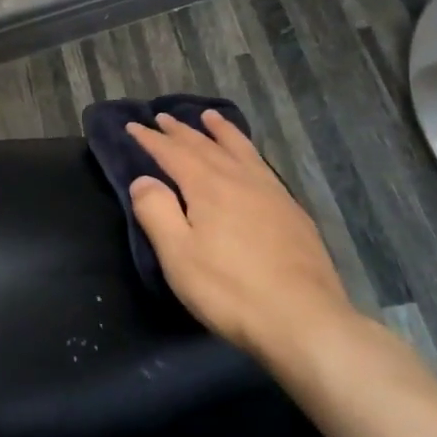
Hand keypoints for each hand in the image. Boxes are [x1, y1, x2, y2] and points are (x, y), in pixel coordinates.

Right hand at [126, 110, 357, 362]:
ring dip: (220, 131)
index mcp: (208, 186)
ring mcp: (271, 193)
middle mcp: (240, 179)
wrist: (304, 320)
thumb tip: (143, 179)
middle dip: (180, 131)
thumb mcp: (178, 255)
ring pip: (240, 149)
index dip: (150, 139)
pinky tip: (250, 159)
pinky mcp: (292, 212)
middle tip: (162, 117)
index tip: (132, 126)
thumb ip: (156, 211)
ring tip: (210, 117)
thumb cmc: (230, 290)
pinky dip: (247, 150)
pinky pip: (262, 165)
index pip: (172, 153)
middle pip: (205, 145)